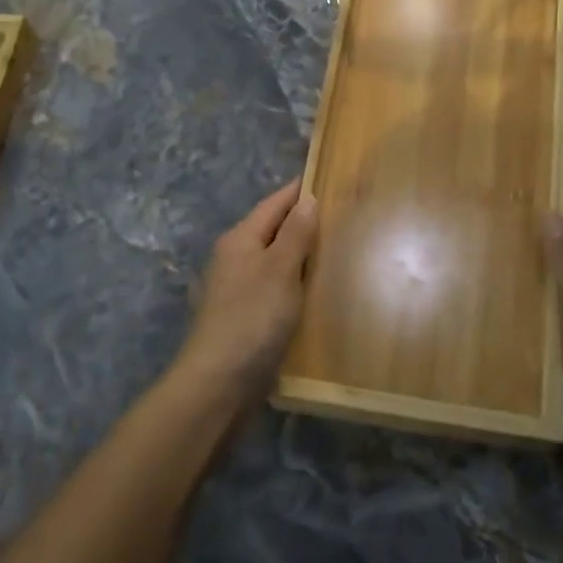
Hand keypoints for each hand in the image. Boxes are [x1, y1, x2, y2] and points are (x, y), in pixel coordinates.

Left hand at [179, 178, 318, 397]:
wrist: (218, 384)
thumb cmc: (252, 318)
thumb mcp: (279, 270)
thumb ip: (295, 234)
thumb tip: (307, 199)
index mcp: (240, 239)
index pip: (275, 203)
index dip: (300, 190)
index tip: (329, 178)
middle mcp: (235, 259)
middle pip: (274, 230)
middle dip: (304, 222)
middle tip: (344, 216)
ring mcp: (238, 290)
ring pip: (275, 261)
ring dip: (302, 255)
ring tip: (339, 251)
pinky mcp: (245, 318)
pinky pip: (276, 289)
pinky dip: (296, 284)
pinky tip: (317, 292)